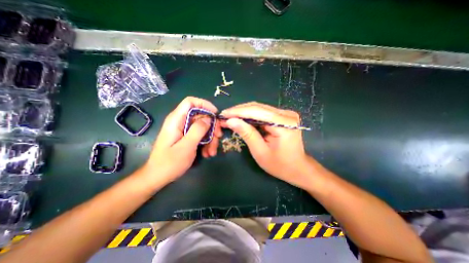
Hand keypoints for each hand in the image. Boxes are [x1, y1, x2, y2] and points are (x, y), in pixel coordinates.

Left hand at [142, 97, 222, 186]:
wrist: (158, 177)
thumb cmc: (169, 163)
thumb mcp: (186, 146)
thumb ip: (198, 130)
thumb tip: (209, 118)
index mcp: (176, 120)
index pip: (191, 102)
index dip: (205, 104)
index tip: (216, 114)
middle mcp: (180, 122)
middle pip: (201, 116)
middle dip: (212, 126)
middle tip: (219, 137)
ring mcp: (184, 130)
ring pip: (203, 127)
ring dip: (211, 138)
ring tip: (212, 152)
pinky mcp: (187, 137)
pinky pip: (200, 135)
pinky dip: (206, 143)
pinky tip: (207, 153)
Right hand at [220, 102, 309, 188]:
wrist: (297, 168)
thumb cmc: (280, 165)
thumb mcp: (260, 152)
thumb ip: (247, 134)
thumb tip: (230, 121)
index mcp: (284, 124)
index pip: (257, 111)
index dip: (238, 112)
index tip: (223, 114)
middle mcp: (286, 114)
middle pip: (258, 107)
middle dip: (239, 111)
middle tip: (224, 116)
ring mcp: (285, 114)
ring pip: (259, 108)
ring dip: (244, 112)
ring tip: (230, 117)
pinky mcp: (283, 116)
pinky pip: (263, 113)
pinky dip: (251, 116)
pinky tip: (241, 119)